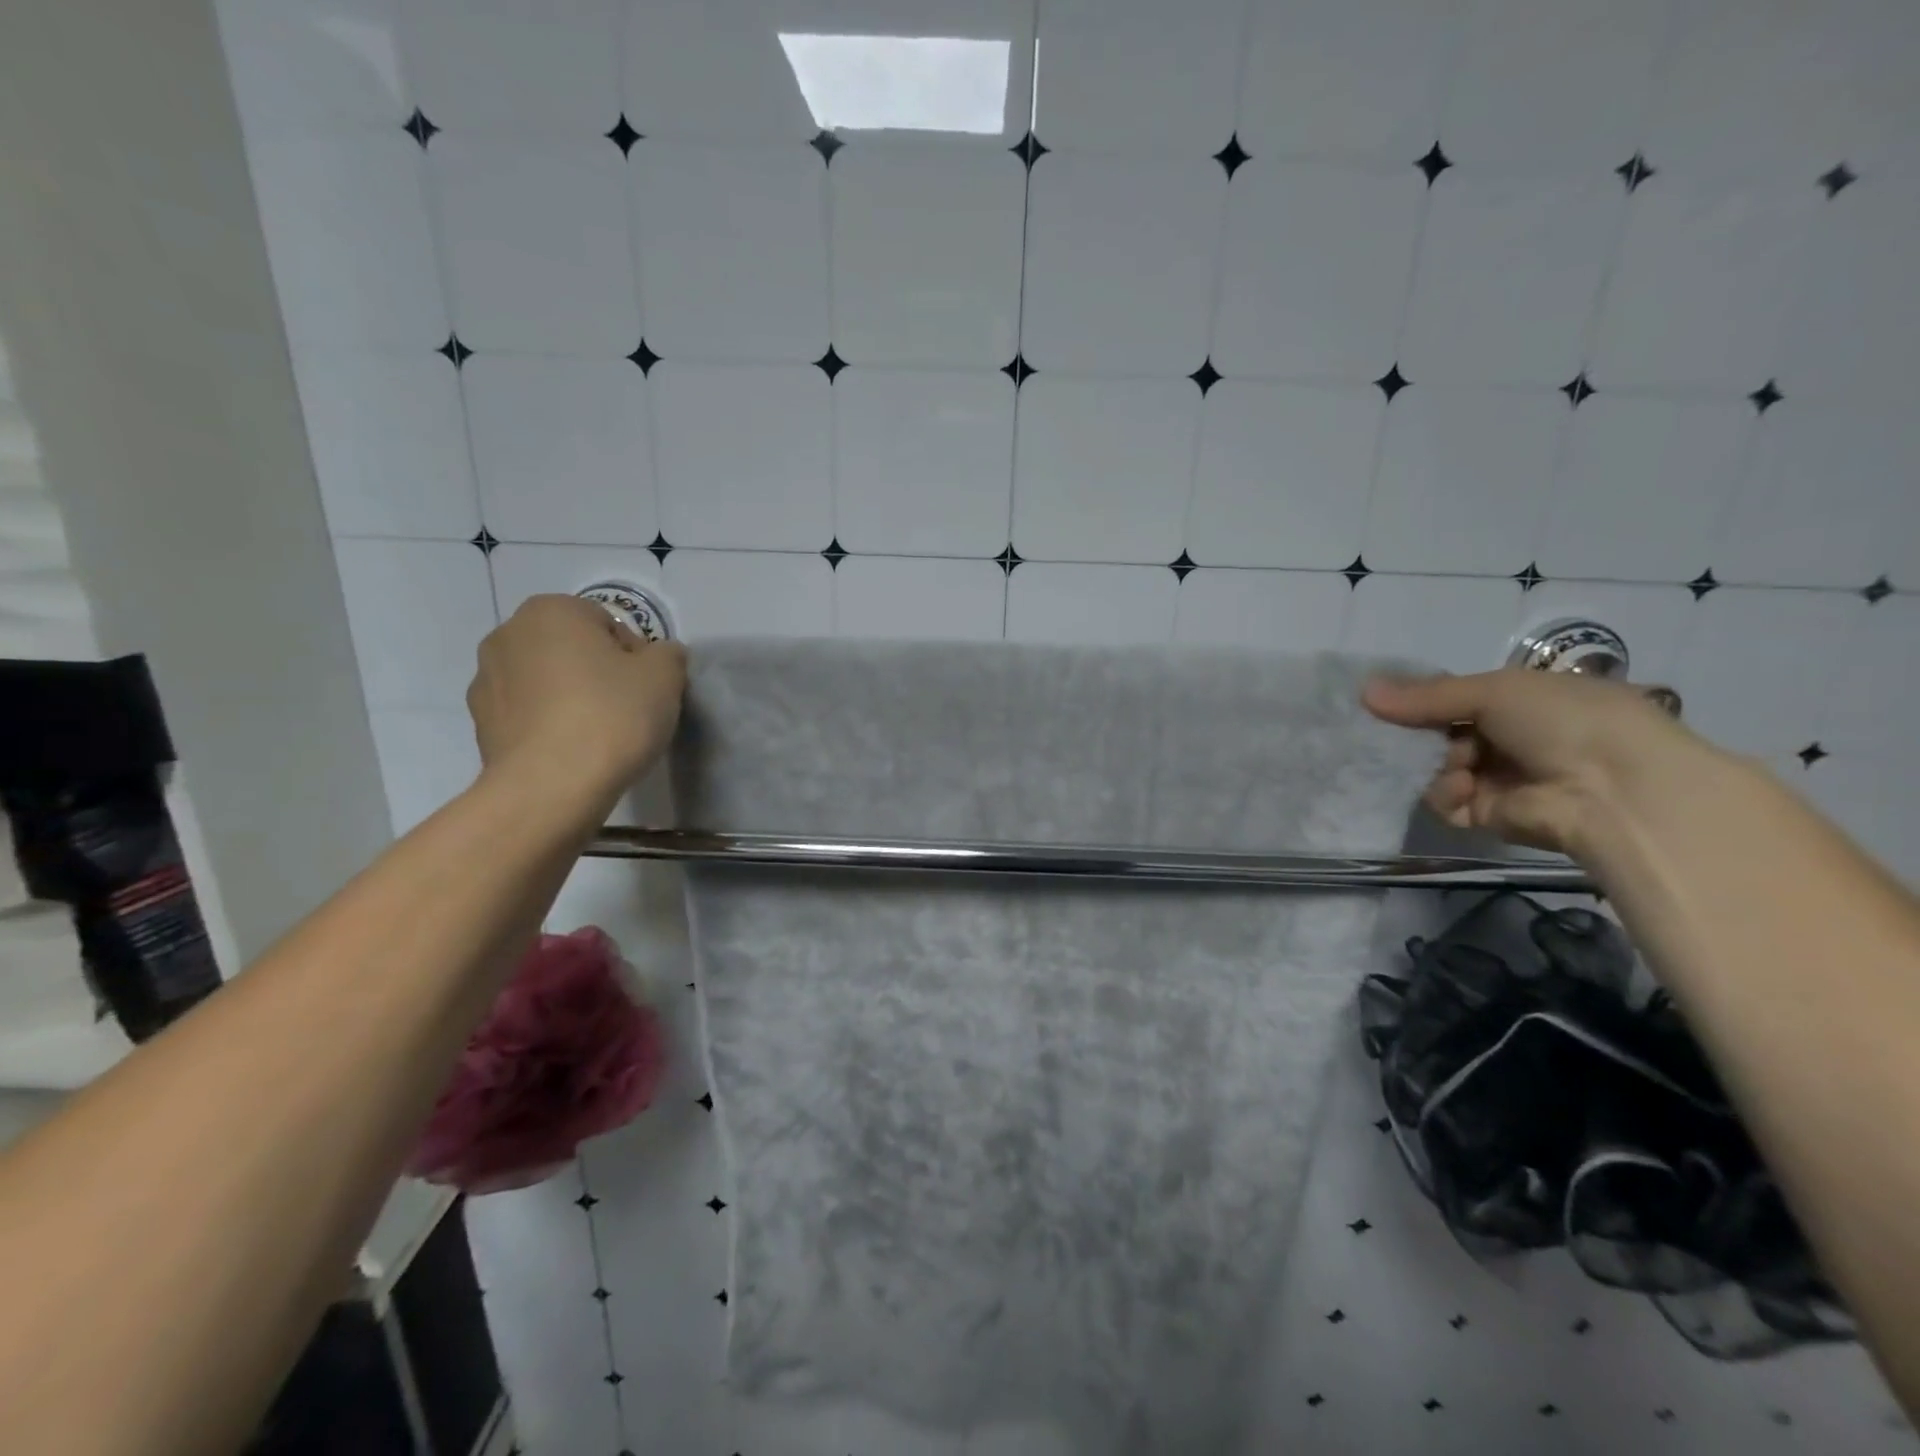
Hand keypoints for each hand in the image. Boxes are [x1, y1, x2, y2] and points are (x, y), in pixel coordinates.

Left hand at [466, 595, 686, 813]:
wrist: (551, 788)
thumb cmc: (611, 717)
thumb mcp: (666, 676)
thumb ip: (668, 654)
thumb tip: (659, 656)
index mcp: (552, 610)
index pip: (609, 623)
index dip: (636, 656)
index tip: (646, 689)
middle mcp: (508, 633)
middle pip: (573, 648)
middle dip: (598, 672)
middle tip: (626, 710)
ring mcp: (485, 679)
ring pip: (547, 680)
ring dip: (570, 696)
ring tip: (597, 735)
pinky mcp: (480, 723)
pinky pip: (528, 713)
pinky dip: (548, 724)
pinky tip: (571, 751)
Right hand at [1362, 669, 1700, 854]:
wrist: (1614, 790)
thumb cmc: (1563, 721)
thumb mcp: (1494, 691)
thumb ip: (1426, 696)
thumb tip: (1362, 691)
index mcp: (1524, 701)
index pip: (1458, 697)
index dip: (1423, 698)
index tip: (1388, 699)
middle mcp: (1511, 738)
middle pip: (1441, 733)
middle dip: (1419, 733)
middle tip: (1398, 731)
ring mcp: (1500, 778)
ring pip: (1438, 767)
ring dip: (1438, 763)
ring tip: (1456, 763)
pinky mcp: (1489, 816)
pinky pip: (1446, 802)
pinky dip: (1445, 794)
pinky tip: (1462, 787)